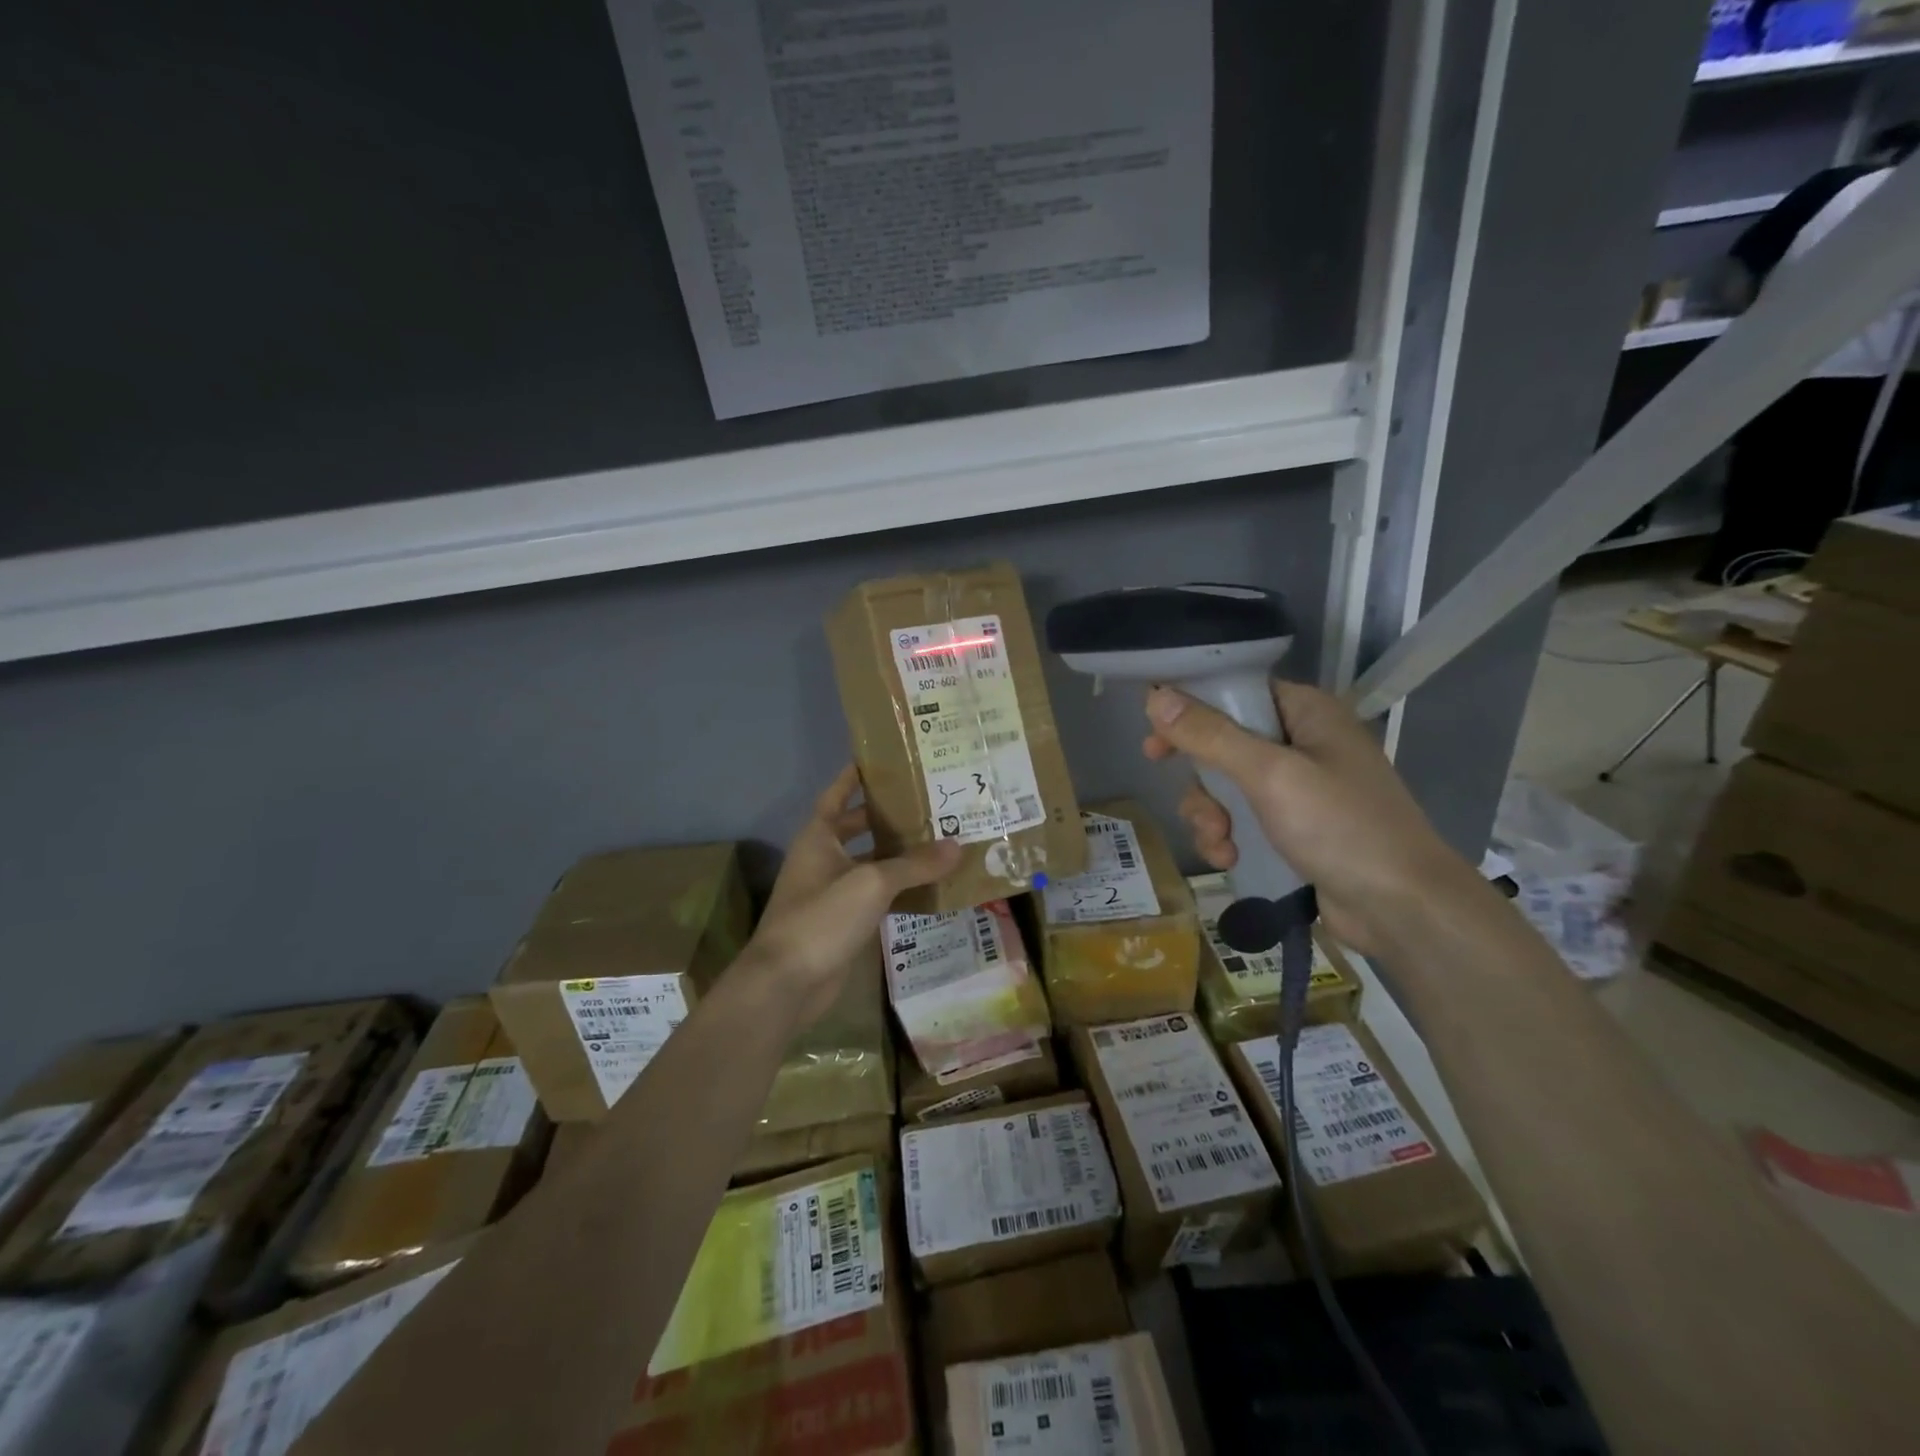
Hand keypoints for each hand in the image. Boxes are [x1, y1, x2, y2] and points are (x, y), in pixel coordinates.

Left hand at [740, 766, 959, 1026]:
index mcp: (819, 837)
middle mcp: (823, 858)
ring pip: (870, 863)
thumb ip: (914, 864)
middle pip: (858, 828)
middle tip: (929, 801)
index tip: (884, 759)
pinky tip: (930, 886)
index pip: (837, 794)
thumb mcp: (871, 882)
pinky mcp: (843, 922)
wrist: (787, 983)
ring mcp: (832, 893)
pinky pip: (876, 896)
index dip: (855, 776)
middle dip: (888, 816)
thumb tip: (957, 846)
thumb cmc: (821, 917)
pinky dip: (899, 890)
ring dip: (898, 855)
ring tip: (940, 838)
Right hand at [1142, 681, 1478, 956]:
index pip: (1235, 692)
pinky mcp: (1295, 829)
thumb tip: (1155, 698)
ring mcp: (1300, 789)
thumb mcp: (1270, 775)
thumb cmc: (1341, 827)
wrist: (1401, 909)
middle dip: (1202, 780)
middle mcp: (1302, 743)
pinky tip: (1230, 859)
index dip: (1191, 711)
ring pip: (1227, 787)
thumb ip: (1210, 736)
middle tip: (1190, 802)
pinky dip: (1229, 838)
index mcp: (1306, 713)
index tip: (1156, 740)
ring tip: (1220, 842)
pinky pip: (1243, 820)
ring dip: (1211, 815)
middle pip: (1224, 744)